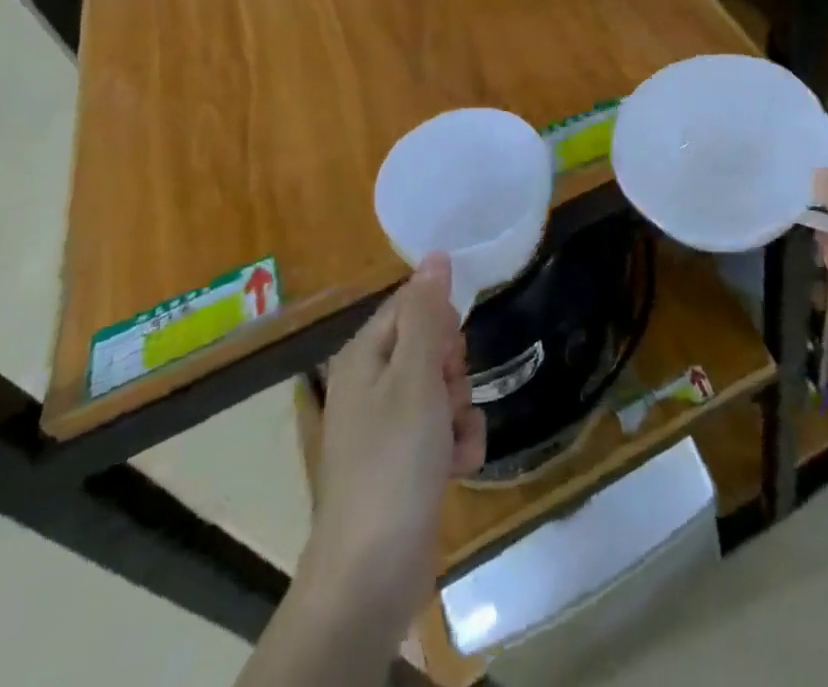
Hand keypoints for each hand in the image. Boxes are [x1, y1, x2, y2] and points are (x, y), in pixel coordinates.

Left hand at [302, 255, 486, 623]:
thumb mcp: (416, 377)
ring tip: (451, 439)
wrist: (372, 573)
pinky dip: (459, 443)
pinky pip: (447, 429)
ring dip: (462, 409)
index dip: (441, 320)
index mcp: (365, 356)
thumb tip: (436, 255)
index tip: (454, 346)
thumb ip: (428, 314)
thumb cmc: (393, 462)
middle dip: (454, 368)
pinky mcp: (408, 462)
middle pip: (433, 345)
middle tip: (447, 393)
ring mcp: (390, 426)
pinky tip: (457, 467)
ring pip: (446, 388)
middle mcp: (374, 385)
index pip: (411, 304)